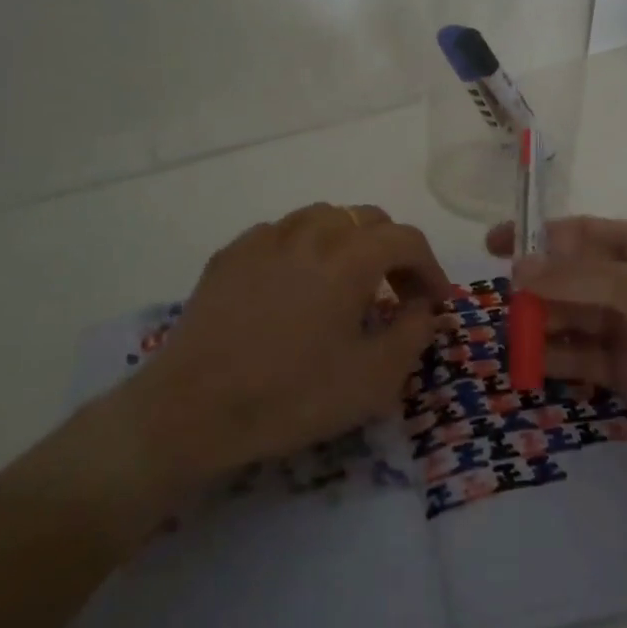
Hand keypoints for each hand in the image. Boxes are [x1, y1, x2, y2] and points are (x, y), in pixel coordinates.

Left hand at [138, 204, 449, 474]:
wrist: (191, 411)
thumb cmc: (291, 397)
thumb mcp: (373, 380)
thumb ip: (414, 334)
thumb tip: (424, 307)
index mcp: (349, 258)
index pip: (406, 240)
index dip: (430, 267)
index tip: (435, 302)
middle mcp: (310, 233)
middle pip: (367, 218)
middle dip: (393, 250)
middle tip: (396, 293)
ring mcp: (265, 238)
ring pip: (324, 216)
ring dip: (350, 241)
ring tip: (349, 281)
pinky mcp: (231, 254)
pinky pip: (283, 232)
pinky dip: (306, 247)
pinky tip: (297, 284)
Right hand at [487, 216, 626, 432]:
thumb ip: (583, 278)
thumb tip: (519, 267)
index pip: (583, 233)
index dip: (537, 237)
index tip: (493, 246)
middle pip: (572, 277)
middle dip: (536, 288)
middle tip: (497, 306)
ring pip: (573, 319)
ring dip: (541, 326)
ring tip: (508, 341)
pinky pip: (583, 358)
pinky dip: (556, 360)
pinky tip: (530, 368)